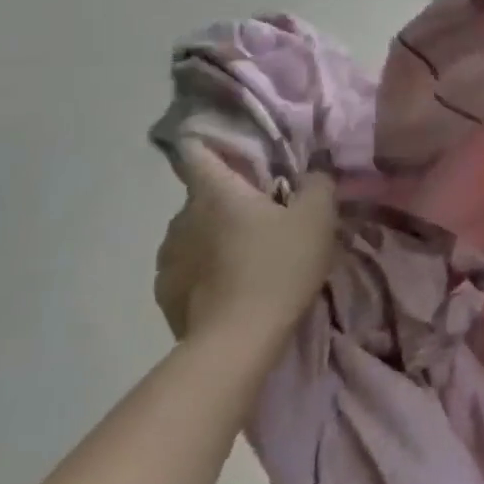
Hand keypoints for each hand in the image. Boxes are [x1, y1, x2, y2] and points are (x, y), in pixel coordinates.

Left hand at [155, 140, 338, 348]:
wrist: (238, 339)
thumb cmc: (279, 266)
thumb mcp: (318, 218)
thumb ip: (318, 184)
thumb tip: (313, 170)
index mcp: (216, 192)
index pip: (196, 152)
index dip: (209, 143)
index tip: (229, 149)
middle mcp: (182, 217)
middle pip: (204, 196)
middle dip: (230, 200)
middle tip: (265, 216)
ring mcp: (167, 257)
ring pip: (195, 233)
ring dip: (216, 236)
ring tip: (248, 256)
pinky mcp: (165, 292)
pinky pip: (188, 268)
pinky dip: (206, 270)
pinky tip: (232, 286)